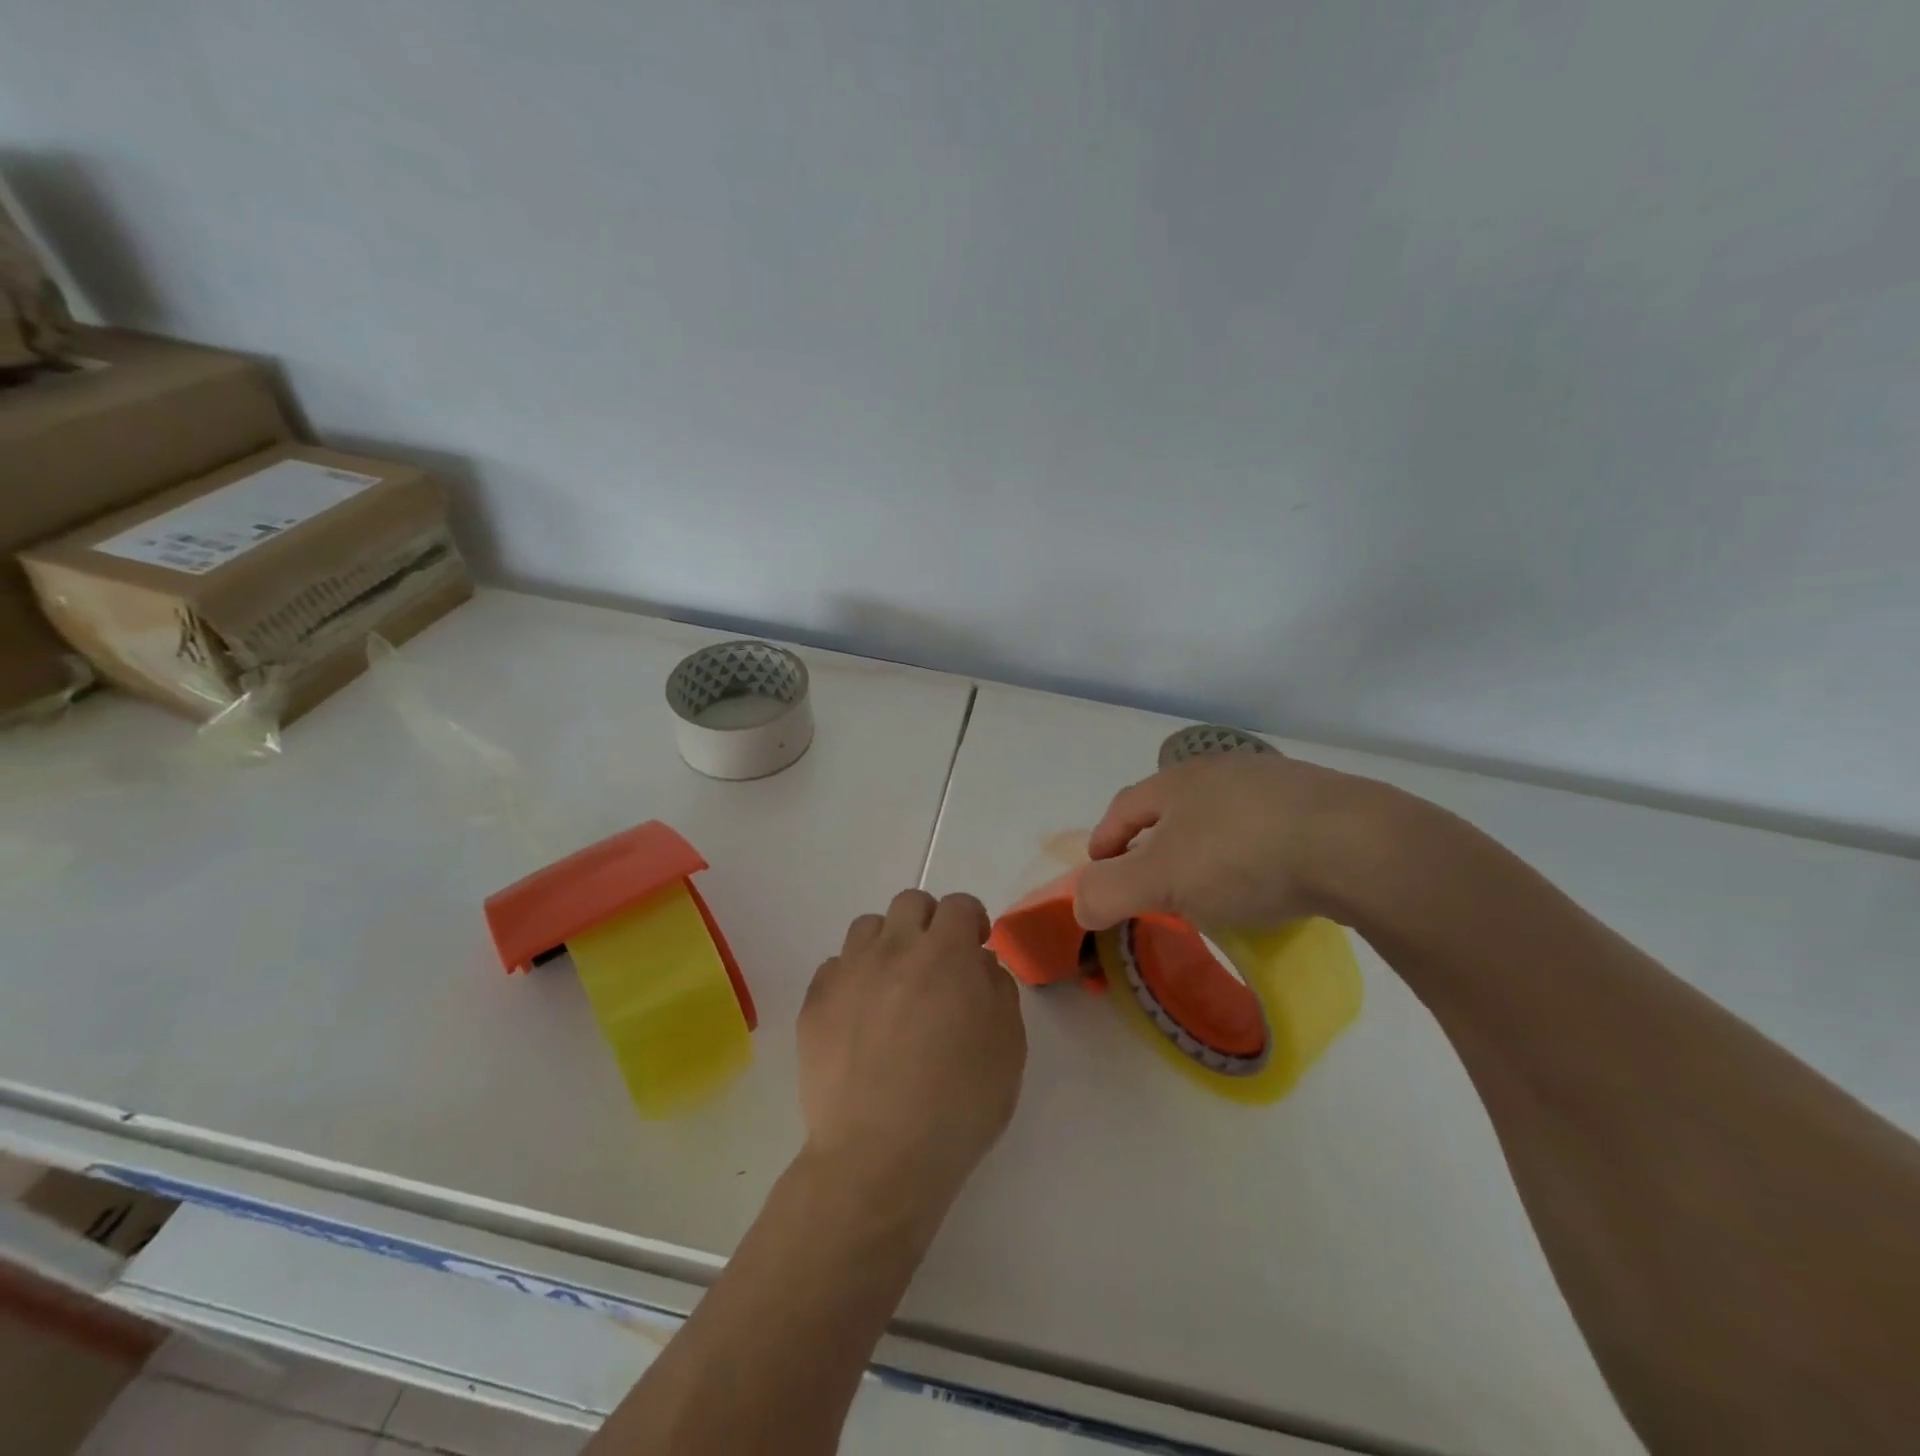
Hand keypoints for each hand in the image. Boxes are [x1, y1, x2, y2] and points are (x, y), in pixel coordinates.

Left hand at [798, 890, 1025, 1227]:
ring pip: (868, 927)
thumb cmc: (959, 1103)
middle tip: (937, 963)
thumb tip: (979, 965)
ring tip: (894, 986)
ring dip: (888, 944)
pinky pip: (835, 967)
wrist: (879, 1154)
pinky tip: (860, 1017)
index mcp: (946, 953)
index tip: (976, 946)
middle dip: (930, 922)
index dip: (972, 920)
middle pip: (910, 902)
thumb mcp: (1008, 1046)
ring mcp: (849, 972)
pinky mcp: (815, 1001)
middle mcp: (895, 948)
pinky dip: (853, 978)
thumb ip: (998, 990)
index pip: (960, 905)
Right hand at [1074, 753, 1403, 932]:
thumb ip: (1109, 891)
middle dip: (1155, 842)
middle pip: (1173, 806)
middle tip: (1154, 882)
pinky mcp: (1321, 805)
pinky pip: (1268, 828)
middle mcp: (1223, 771)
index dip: (1105, 838)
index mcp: (1178, 781)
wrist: (1359, 845)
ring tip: (1211, 886)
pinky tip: (1268, 881)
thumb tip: (1078, 903)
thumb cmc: (1243, 856)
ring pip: (1223, 815)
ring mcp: (1276, 784)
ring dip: (1206, 847)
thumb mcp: (1161, 880)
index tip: (1099, 870)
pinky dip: (1253, 853)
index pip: (1124, 807)